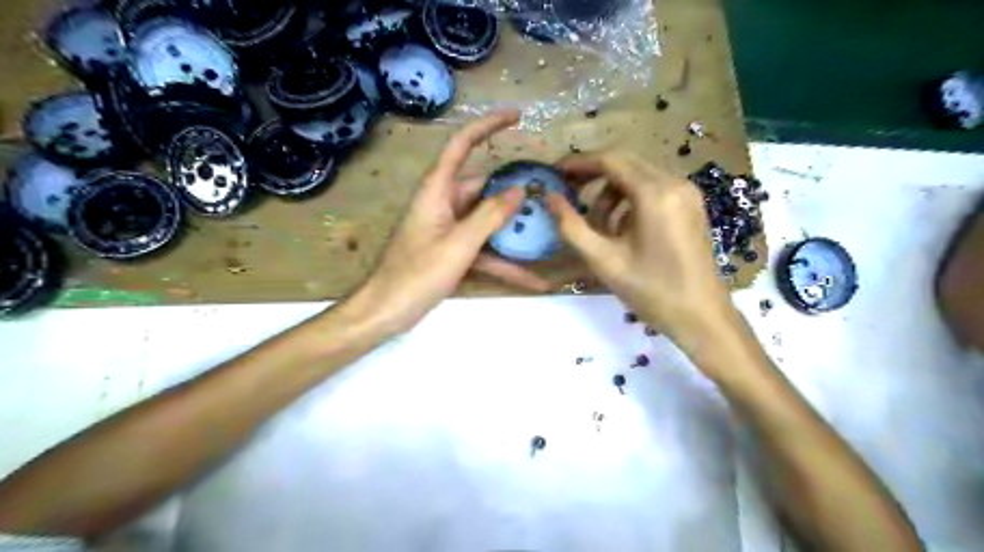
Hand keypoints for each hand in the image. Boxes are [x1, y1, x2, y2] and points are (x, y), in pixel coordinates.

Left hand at [345, 111, 550, 332]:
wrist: (386, 312)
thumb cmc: (416, 275)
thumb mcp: (458, 244)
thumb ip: (489, 216)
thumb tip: (519, 190)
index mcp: (437, 191)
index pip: (461, 146)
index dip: (487, 126)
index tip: (517, 117)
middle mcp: (443, 204)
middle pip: (482, 188)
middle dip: (512, 192)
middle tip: (547, 193)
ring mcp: (448, 230)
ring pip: (486, 222)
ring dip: (512, 232)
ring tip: (548, 234)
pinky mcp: (452, 252)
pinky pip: (483, 250)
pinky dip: (504, 263)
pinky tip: (533, 280)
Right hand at [547, 153, 737, 354]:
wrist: (701, 317)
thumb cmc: (651, 291)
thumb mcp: (604, 261)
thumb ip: (572, 226)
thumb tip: (549, 197)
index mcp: (655, 194)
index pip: (610, 160)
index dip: (579, 163)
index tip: (554, 174)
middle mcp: (675, 183)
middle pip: (625, 163)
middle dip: (593, 175)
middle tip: (567, 193)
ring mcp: (687, 193)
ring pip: (639, 176)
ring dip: (611, 192)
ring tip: (596, 225)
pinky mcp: (691, 206)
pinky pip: (653, 189)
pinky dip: (630, 201)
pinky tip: (621, 230)